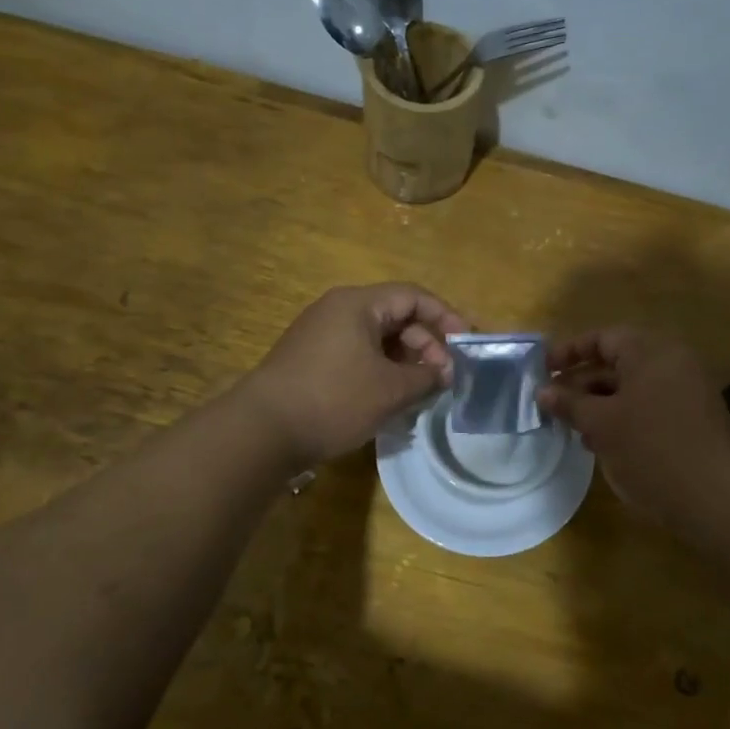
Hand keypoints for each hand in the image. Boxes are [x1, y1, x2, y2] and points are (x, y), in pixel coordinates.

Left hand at [238, 283, 468, 467]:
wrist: (263, 431)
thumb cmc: (333, 400)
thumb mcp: (390, 390)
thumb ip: (426, 376)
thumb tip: (445, 372)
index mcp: (358, 304)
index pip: (414, 297)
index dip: (446, 317)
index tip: (466, 345)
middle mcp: (338, 310)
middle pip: (396, 317)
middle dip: (426, 345)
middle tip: (444, 378)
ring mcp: (321, 335)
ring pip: (377, 339)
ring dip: (405, 362)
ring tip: (422, 392)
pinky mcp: (311, 360)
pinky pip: (358, 355)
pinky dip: (381, 371)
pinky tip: (391, 399)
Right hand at [538, 327, 729, 540]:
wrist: (712, 500)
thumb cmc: (650, 450)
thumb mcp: (601, 425)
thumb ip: (569, 403)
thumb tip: (542, 391)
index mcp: (652, 352)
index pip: (603, 338)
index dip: (568, 352)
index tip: (541, 371)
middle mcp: (673, 363)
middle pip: (618, 362)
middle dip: (582, 382)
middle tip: (552, 403)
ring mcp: (688, 392)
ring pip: (633, 388)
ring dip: (600, 403)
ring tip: (572, 427)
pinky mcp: (693, 420)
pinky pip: (650, 407)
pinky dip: (623, 417)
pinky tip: (603, 444)